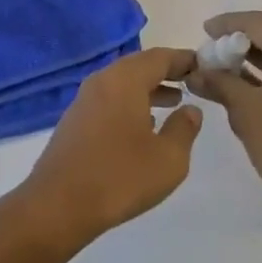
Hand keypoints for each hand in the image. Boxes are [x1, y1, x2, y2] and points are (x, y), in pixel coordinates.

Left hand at [17, 48, 202, 246]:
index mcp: (125, 80)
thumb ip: (184, 129)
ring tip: (174, 102)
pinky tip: (143, 126)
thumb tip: (190, 109)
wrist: (58, 204)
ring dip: (149, 89)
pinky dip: (131, 103)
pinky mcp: (75, 120)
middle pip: (139, 66)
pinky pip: (110, 99)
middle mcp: (103, 80)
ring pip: (123, 84)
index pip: (159, 57)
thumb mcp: (168, 159)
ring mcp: (85, 99)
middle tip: (191, 81)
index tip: (203, 64)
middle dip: (166, 72)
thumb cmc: (120, 177)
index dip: (183, 59)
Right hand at [187, 11, 261, 233]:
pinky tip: (250, 83)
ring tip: (224, 69)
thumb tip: (194, 72)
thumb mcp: (245, 110)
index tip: (204, 30)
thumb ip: (219, 82)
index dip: (227, 24)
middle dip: (241, 43)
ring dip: (257, 59)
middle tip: (211, 54)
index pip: (258, 23)